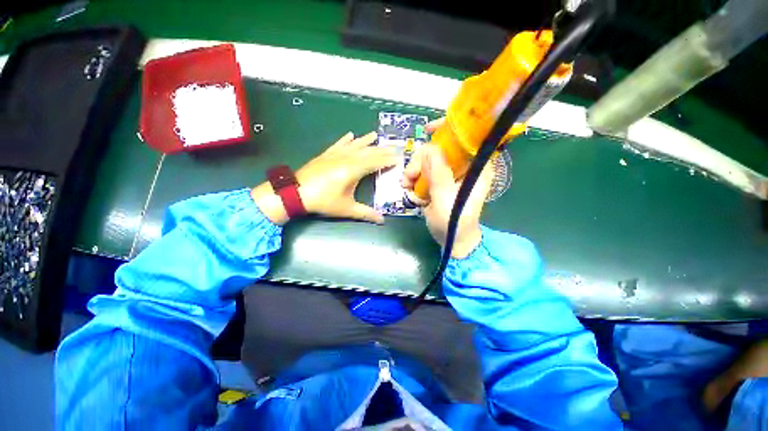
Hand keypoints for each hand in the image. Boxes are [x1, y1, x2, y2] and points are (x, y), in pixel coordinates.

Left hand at [252, 132, 397, 224]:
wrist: (295, 193)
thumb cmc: (323, 201)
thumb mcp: (346, 208)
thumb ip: (365, 213)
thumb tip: (382, 220)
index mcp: (353, 170)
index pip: (375, 162)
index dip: (387, 160)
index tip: (398, 158)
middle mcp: (346, 158)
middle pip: (367, 152)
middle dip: (381, 150)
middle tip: (392, 147)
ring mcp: (335, 155)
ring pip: (354, 145)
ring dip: (365, 140)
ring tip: (375, 135)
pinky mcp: (325, 155)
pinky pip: (338, 144)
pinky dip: (345, 140)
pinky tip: (350, 135)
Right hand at [402, 119, 492, 258]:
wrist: (452, 242)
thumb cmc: (454, 222)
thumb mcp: (445, 198)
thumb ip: (438, 173)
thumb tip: (428, 148)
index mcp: (475, 167)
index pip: (465, 137)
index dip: (448, 128)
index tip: (428, 130)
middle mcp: (464, 167)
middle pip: (439, 149)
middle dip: (420, 161)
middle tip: (408, 178)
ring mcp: (450, 175)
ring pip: (428, 161)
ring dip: (413, 172)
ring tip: (407, 188)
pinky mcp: (439, 183)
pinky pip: (423, 174)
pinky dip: (414, 181)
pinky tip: (411, 192)